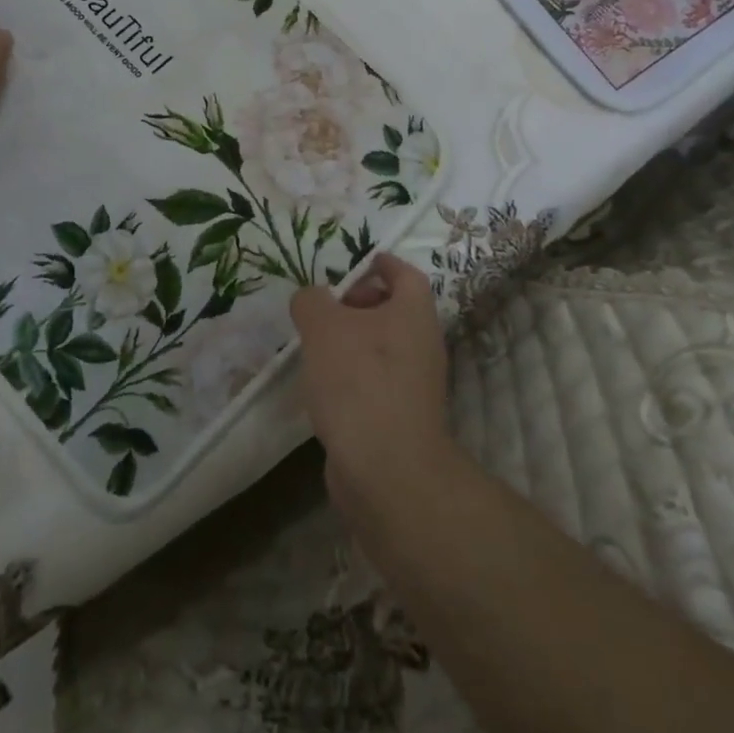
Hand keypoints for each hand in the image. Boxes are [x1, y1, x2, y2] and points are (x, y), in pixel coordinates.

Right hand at [290, 254, 456, 524]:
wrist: (386, 470)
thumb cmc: (358, 381)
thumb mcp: (323, 326)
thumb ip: (311, 301)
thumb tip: (311, 300)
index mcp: (414, 313)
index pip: (404, 274)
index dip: (380, 263)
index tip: (353, 264)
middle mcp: (422, 344)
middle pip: (393, 310)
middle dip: (358, 304)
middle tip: (324, 310)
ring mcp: (415, 384)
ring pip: (382, 348)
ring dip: (351, 342)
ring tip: (314, 347)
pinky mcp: (401, 417)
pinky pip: (375, 381)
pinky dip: (352, 376)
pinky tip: (322, 388)